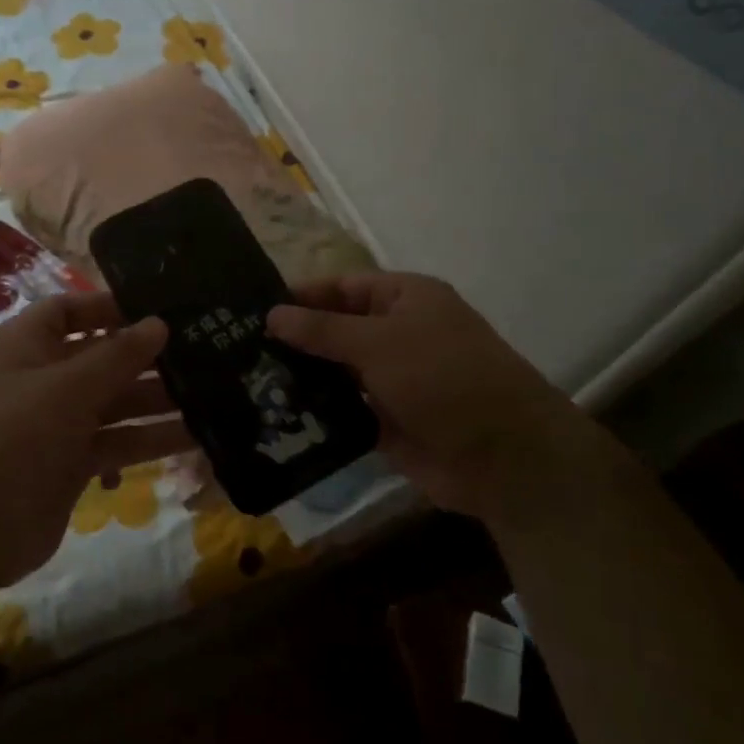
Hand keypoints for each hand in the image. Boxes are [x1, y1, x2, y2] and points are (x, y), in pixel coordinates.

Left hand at [0, 293, 191, 585]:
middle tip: (202, 353)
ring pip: (114, 402)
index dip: (109, 308)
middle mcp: (41, 379)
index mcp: (25, 346)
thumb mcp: (69, 388)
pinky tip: (194, 438)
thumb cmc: (17, 436)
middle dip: (146, 358)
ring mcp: (56, 423)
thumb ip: (118, 355)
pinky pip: (116, 441)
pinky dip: (148, 440)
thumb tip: (159, 324)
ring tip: (210, 394)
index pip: (68, 311)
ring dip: (156, 401)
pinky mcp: (71, 462)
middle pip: (99, 358)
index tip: (158, 311)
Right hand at [266, 272, 604, 523]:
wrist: (504, 457)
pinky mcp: (388, 421)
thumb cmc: (444, 378)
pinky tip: (276, 416)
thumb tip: (271, 314)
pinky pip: (344, 410)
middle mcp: (398, 334)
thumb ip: (322, 329)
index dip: (303, 295)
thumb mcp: (379, 342)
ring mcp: (393, 380)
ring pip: (337, 372)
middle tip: (238, 349)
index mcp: (405, 299)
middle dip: (295, 339)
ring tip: (247, 382)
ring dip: (302, 378)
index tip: (254, 309)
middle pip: (337, 329)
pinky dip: (317, 413)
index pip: (343, 286)